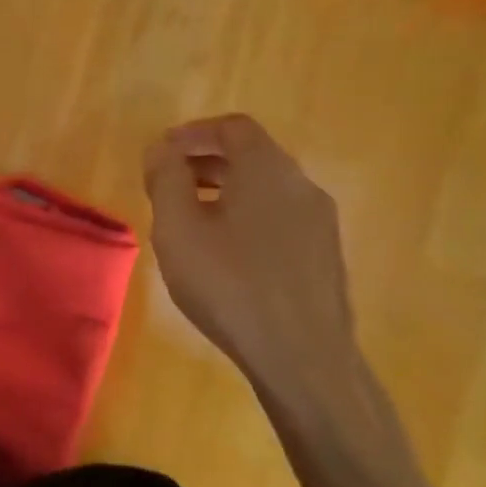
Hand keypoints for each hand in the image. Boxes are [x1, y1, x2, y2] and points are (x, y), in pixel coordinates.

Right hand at [143, 114, 360, 396]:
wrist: (304, 358)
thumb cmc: (231, 285)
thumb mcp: (179, 229)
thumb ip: (166, 180)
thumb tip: (161, 149)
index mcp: (268, 169)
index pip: (232, 127)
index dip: (193, 133)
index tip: (162, 154)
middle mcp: (301, 185)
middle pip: (251, 156)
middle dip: (204, 163)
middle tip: (168, 186)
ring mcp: (320, 223)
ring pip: (266, 189)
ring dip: (224, 192)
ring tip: (190, 222)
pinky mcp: (324, 256)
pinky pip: (279, 218)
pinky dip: (247, 217)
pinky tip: (225, 255)